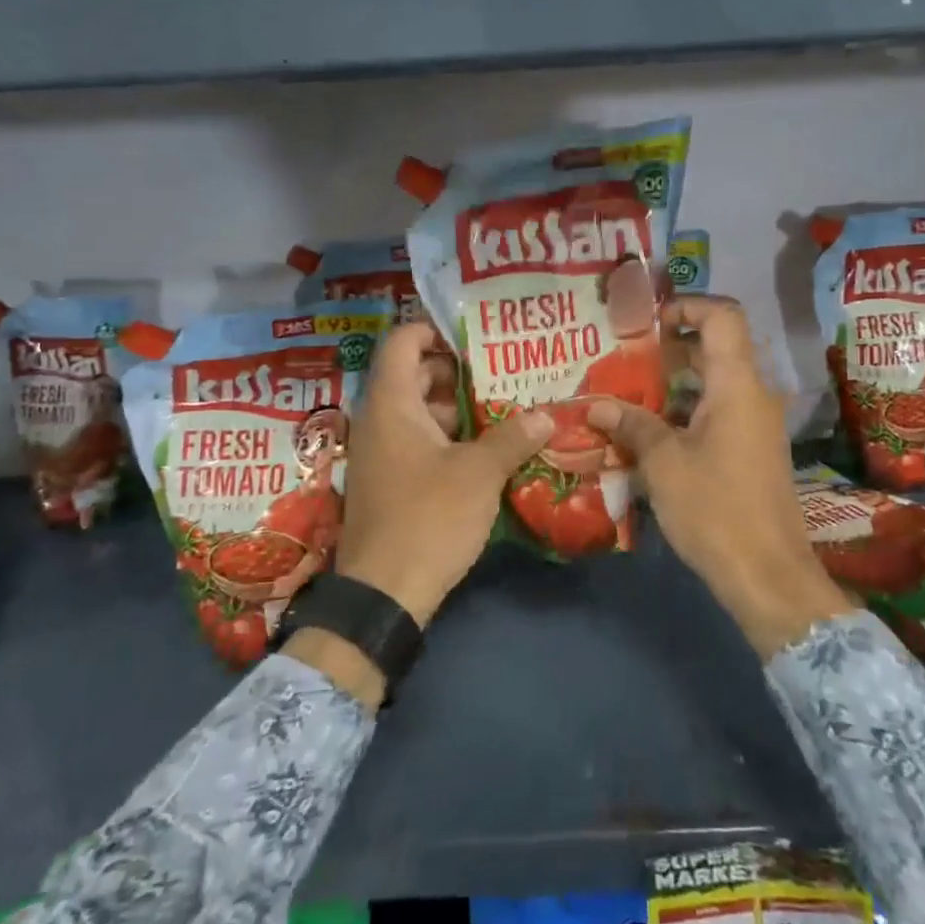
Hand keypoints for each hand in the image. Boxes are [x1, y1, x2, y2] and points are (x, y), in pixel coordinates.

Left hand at [330, 323, 551, 628]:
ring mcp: (380, 453)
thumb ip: (513, 437)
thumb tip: (546, 414)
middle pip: (414, 376)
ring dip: (457, 408)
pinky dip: (447, 437)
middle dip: (458, 372)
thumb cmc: (428, 517)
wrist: (383, 594)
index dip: (435, 330)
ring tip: (504, 408)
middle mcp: (378, 420)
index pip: (402, 342)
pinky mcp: (388, 482)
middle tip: (503, 372)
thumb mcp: (480, 474)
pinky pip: (417, 441)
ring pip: (419, 412)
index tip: (476, 336)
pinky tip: (485, 450)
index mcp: (391, 404)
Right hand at [587, 296, 851, 656]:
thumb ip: (631, 424)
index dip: (686, 305)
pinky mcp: (751, 450)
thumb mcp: (663, 463)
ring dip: (671, 384)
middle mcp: (753, 395)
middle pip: (715, 347)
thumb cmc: (715, 509)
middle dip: (668, 347)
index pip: (722, 316)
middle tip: (622, 356)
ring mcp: (755, 424)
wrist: (768, 575)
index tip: (646, 322)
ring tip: (625, 394)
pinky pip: (716, 412)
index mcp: (738, 385)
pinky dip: (684, 411)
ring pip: (712, 383)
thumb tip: (594, 404)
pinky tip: (647, 433)